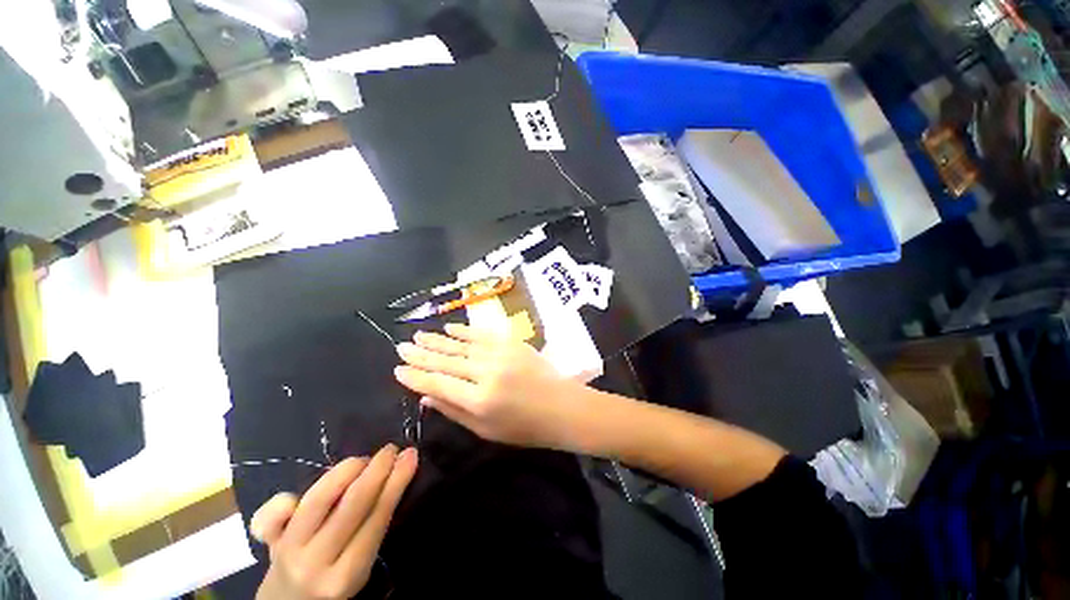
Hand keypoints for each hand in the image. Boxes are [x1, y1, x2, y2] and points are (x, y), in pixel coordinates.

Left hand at [252, 445, 416, 599]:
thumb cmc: (334, 581)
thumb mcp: (358, 567)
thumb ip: (372, 530)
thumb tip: (395, 477)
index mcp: (347, 575)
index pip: (376, 519)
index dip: (395, 483)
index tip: (410, 456)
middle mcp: (316, 563)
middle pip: (351, 507)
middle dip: (376, 471)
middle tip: (391, 449)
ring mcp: (287, 551)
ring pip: (317, 501)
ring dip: (344, 472)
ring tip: (362, 459)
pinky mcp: (268, 542)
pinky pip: (269, 518)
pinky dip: (282, 502)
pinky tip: (294, 496)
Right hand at [393, 323, 581, 448]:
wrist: (561, 406)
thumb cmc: (524, 428)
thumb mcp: (485, 430)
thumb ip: (454, 411)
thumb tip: (426, 397)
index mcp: (479, 400)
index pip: (438, 385)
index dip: (416, 377)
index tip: (398, 369)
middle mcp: (486, 373)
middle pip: (447, 361)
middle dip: (421, 354)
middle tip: (401, 346)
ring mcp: (501, 354)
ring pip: (462, 345)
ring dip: (438, 340)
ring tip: (418, 335)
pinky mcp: (512, 343)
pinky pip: (483, 334)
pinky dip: (465, 331)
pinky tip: (450, 328)